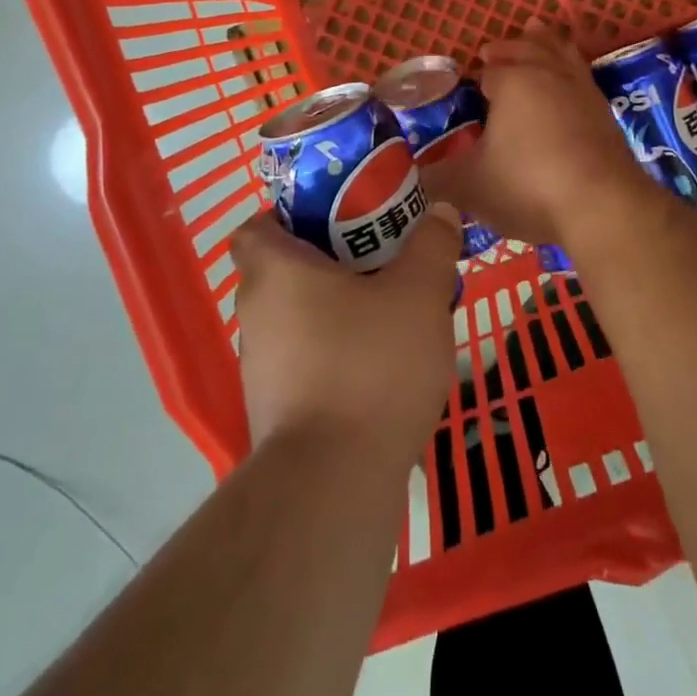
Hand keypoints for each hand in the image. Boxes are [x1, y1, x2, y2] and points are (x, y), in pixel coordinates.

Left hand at [230, 206, 460, 462]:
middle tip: (383, 260)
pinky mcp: (277, 410)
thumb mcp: (419, 293)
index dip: (291, 216)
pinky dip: (337, 353)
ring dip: (339, 309)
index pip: (257, 226)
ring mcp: (261, 367)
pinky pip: (307, 360)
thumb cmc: (371, 365)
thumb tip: (440, 211)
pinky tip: (383, 367)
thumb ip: (432, 245)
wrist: (335, 484)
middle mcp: (256, 314)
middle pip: (286, 270)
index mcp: (276, 271)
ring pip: (300, 317)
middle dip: (333, 261)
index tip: (338, 220)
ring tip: (393, 313)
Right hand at [424, 18, 646, 247]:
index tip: (466, 86)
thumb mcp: (469, 186)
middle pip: (527, 48)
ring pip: (561, 53)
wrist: (603, 206)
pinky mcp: (606, 113)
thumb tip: (415, 178)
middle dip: (509, 48)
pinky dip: (570, 70)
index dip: (475, 76)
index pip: (488, 68)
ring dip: (546, 43)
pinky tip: (569, 84)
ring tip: (538, 32)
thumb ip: (438, 178)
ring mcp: (583, 90)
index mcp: (512, 81)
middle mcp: (548, 74)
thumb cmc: (528, 185)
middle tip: (493, 50)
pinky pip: (582, 77)